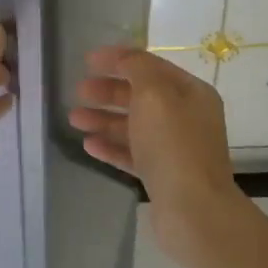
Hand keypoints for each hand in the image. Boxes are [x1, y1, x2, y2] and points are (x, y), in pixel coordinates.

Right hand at [69, 46, 243, 267]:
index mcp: (191, 93)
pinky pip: (133, 154)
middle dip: (108, 92)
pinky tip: (88, 145)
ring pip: (134, 126)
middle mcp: (186, 118)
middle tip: (78, 91)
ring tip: (74, 119)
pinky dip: (111, 146)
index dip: (119, 60)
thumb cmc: (173, 145)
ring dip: (104, 119)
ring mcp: (175, 149)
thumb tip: (125, 58)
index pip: (151, 66)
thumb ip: (137, 69)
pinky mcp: (163, 176)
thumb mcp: (154, 94)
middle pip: (141, 97)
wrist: (193, 209)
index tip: (87, 61)